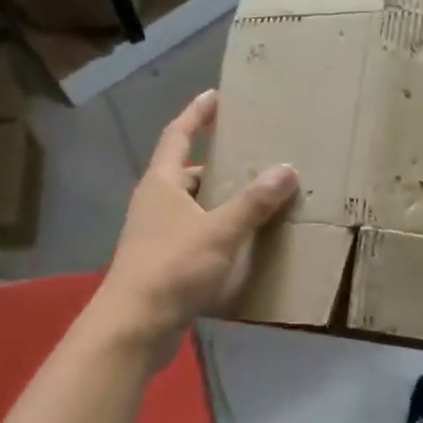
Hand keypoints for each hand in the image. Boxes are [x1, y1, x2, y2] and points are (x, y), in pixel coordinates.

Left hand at [99, 90, 298, 346]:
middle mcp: (155, 203)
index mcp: (161, 183)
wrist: (134, 327)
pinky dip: (219, 231)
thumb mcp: (220, 230)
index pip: (178, 135)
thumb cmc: (172, 267)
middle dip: (219, 164)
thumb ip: (254, 201)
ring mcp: (157, 234)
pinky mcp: (164, 263)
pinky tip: (245, 241)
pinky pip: (197, 235)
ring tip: (259, 197)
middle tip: (254, 156)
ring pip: (194, 207)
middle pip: (188, 173)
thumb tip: (287, 168)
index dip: (196, 114)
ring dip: (222, 201)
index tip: (216, 96)